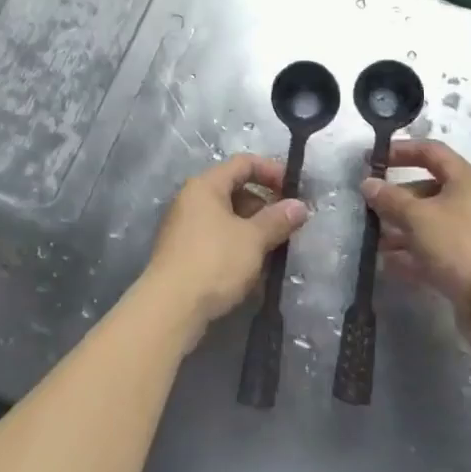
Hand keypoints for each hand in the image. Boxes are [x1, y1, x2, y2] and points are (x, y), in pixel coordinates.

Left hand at [141, 154, 308, 347]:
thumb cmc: (214, 262)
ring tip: (275, 248)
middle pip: (235, 189)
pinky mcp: (184, 252)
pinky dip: (238, 244)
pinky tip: (253, 266)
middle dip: (264, 204)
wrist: (170, 308)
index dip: (271, 170)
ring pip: (227, 216)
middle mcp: (192, 199)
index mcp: (206, 185)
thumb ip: (277, 219)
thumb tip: (300, 206)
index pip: (243, 163)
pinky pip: (217, 237)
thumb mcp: (253, 239)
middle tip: (288, 224)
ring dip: (253, 228)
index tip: (294, 190)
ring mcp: (185, 226)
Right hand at [364, 139, 470, 307]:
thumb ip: (389, 198)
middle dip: (397, 198)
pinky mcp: (469, 260)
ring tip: (376, 240)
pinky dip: (414, 251)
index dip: (401, 151)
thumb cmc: (456, 243)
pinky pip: (436, 247)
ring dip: (401, 228)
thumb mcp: (417, 217)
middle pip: (428, 189)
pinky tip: (389, 262)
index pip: (431, 151)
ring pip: (430, 221)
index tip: (374, 160)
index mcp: (465, 179)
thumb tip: (368, 183)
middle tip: (371, 206)